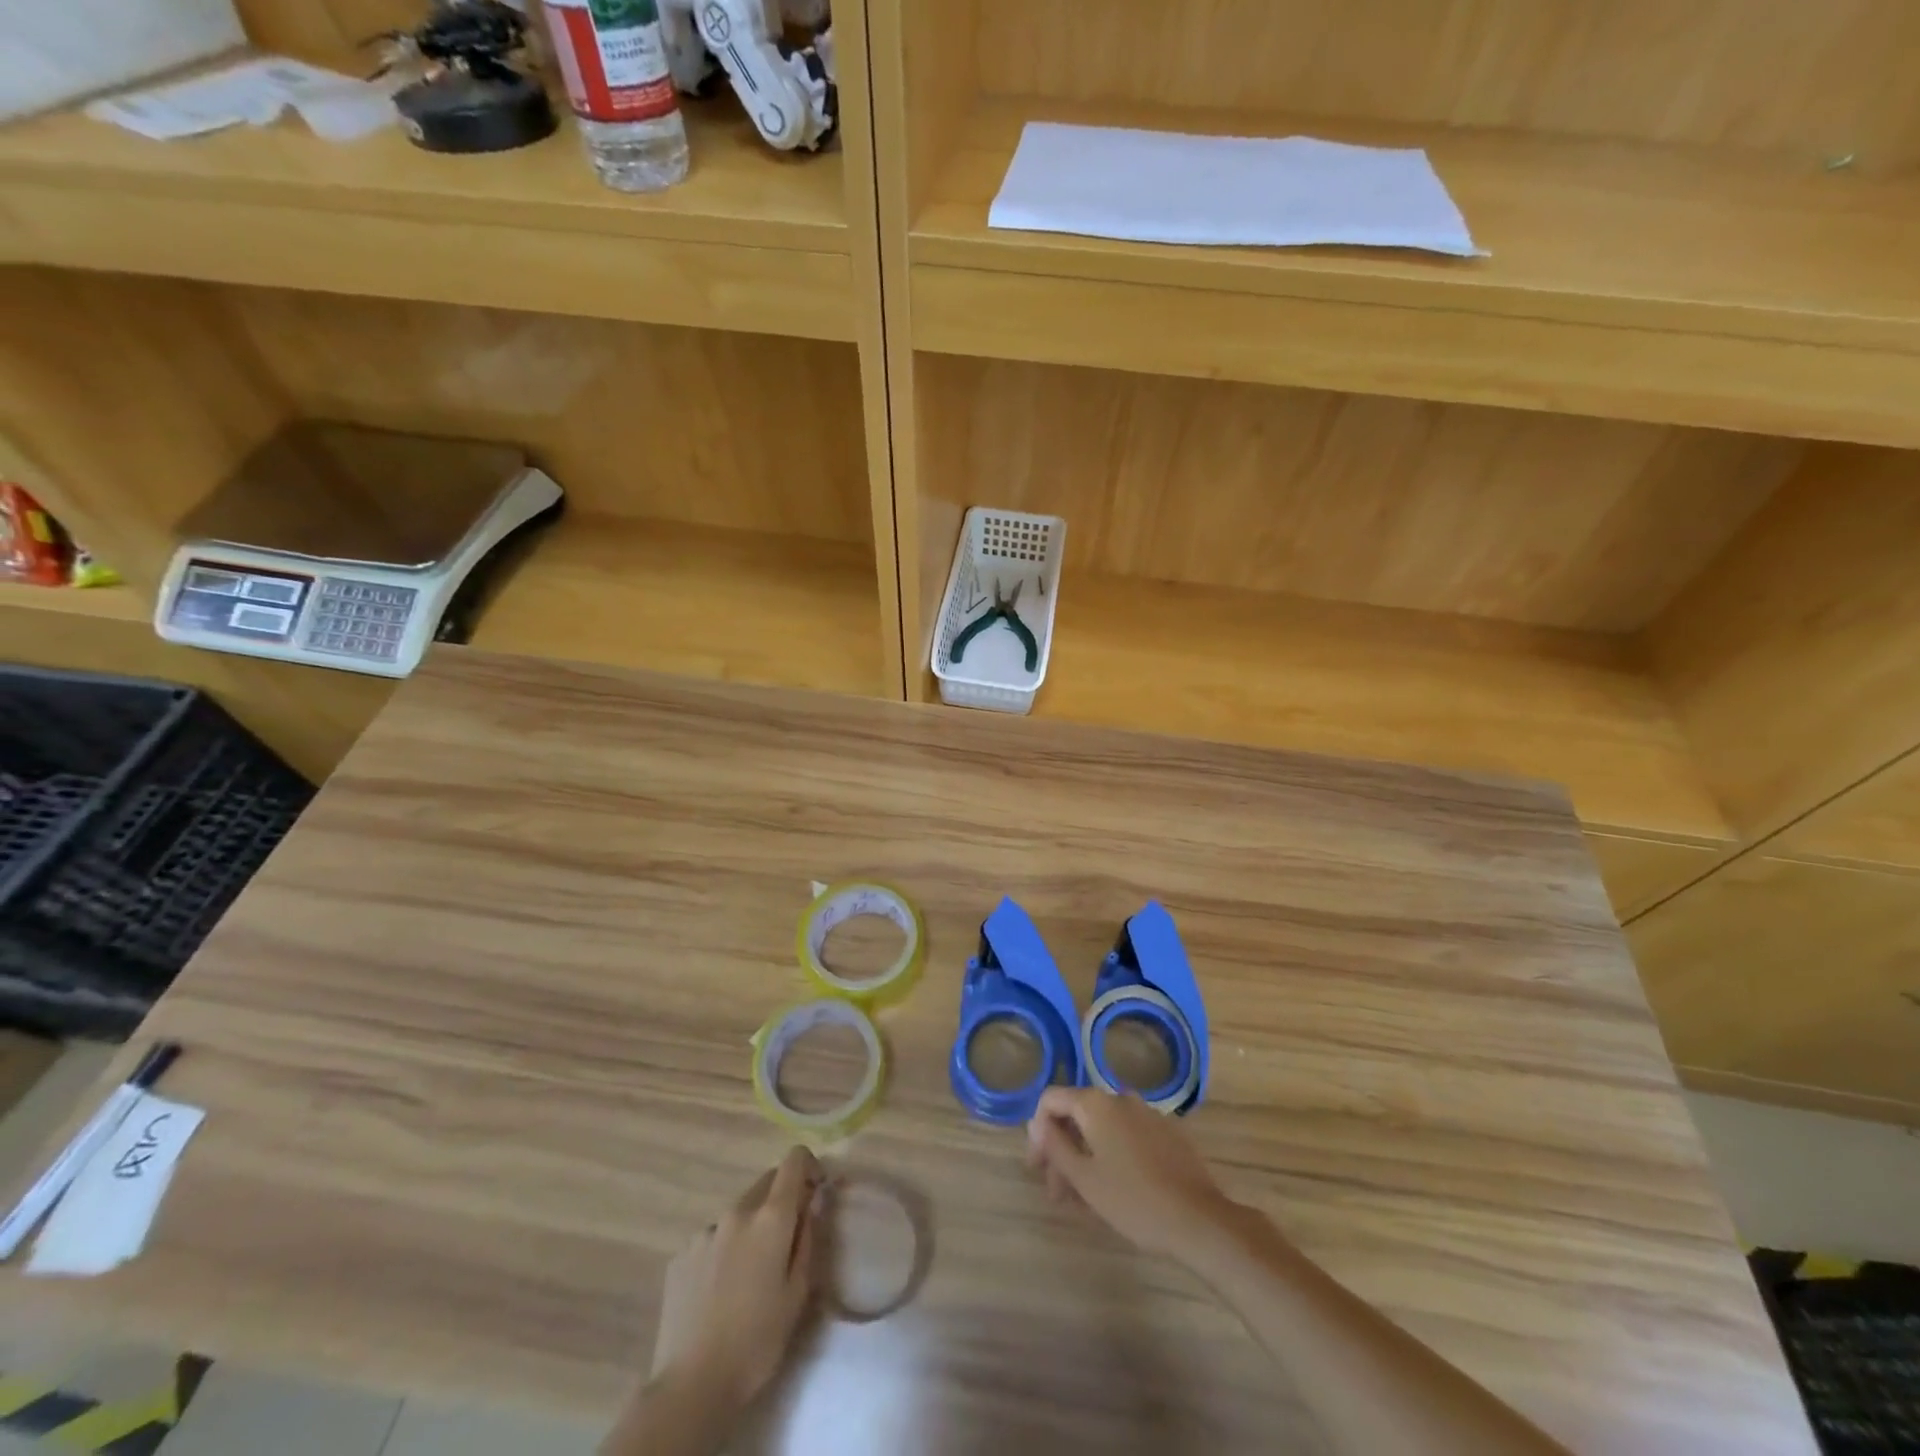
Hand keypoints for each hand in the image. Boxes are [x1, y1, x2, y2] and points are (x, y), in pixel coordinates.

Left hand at [650, 1147, 823, 1407]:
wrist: (691, 1385)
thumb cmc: (757, 1340)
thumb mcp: (798, 1292)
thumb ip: (808, 1237)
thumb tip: (813, 1201)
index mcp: (771, 1218)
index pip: (793, 1161)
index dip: (808, 1166)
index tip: (815, 1191)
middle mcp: (737, 1211)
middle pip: (766, 1182)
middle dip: (781, 1198)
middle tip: (786, 1240)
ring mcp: (705, 1231)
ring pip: (738, 1212)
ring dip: (751, 1226)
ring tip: (749, 1275)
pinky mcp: (681, 1254)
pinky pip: (712, 1238)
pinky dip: (724, 1249)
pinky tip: (720, 1290)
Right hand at [1026, 1087, 1239, 1262]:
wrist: (1199, 1220)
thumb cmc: (1132, 1200)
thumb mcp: (1084, 1178)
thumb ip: (1055, 1145)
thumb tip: (1036, 1123)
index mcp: (1096, 1103)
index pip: (1051, 1100)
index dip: (1038, 1132)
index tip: (1038, 1168)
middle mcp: (1120, 1097)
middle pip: (1078, 1114)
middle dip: (1062, 1149)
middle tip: (1058, 1192)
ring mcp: (1147, 1113)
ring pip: (1103, 1128)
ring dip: (1086, 1155)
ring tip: (1084, 1198)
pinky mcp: (1167, 1132)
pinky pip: (1127, 1135)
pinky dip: (1112, 1154)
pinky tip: (1115, 1189)